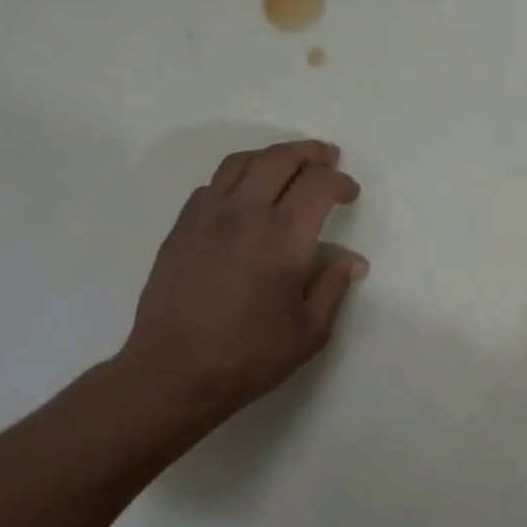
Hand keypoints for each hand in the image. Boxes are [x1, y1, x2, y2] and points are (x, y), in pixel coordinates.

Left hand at [114, 139, 365, 437]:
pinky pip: (212, 185)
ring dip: (272, 156)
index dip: (340, 182)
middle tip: (328, 158)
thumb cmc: (251, 356)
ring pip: (241, 162)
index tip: (350, 193)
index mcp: (283, 238)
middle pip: (280, 159)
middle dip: (310, 153)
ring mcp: (206, 217)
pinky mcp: (181, 228)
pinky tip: (245, 196)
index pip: (318, 185)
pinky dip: (237, 178)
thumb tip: (352, 260)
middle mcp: (245, 214)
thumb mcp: (311, 331)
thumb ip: (334, 287)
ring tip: (288, 165)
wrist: (174, 372)